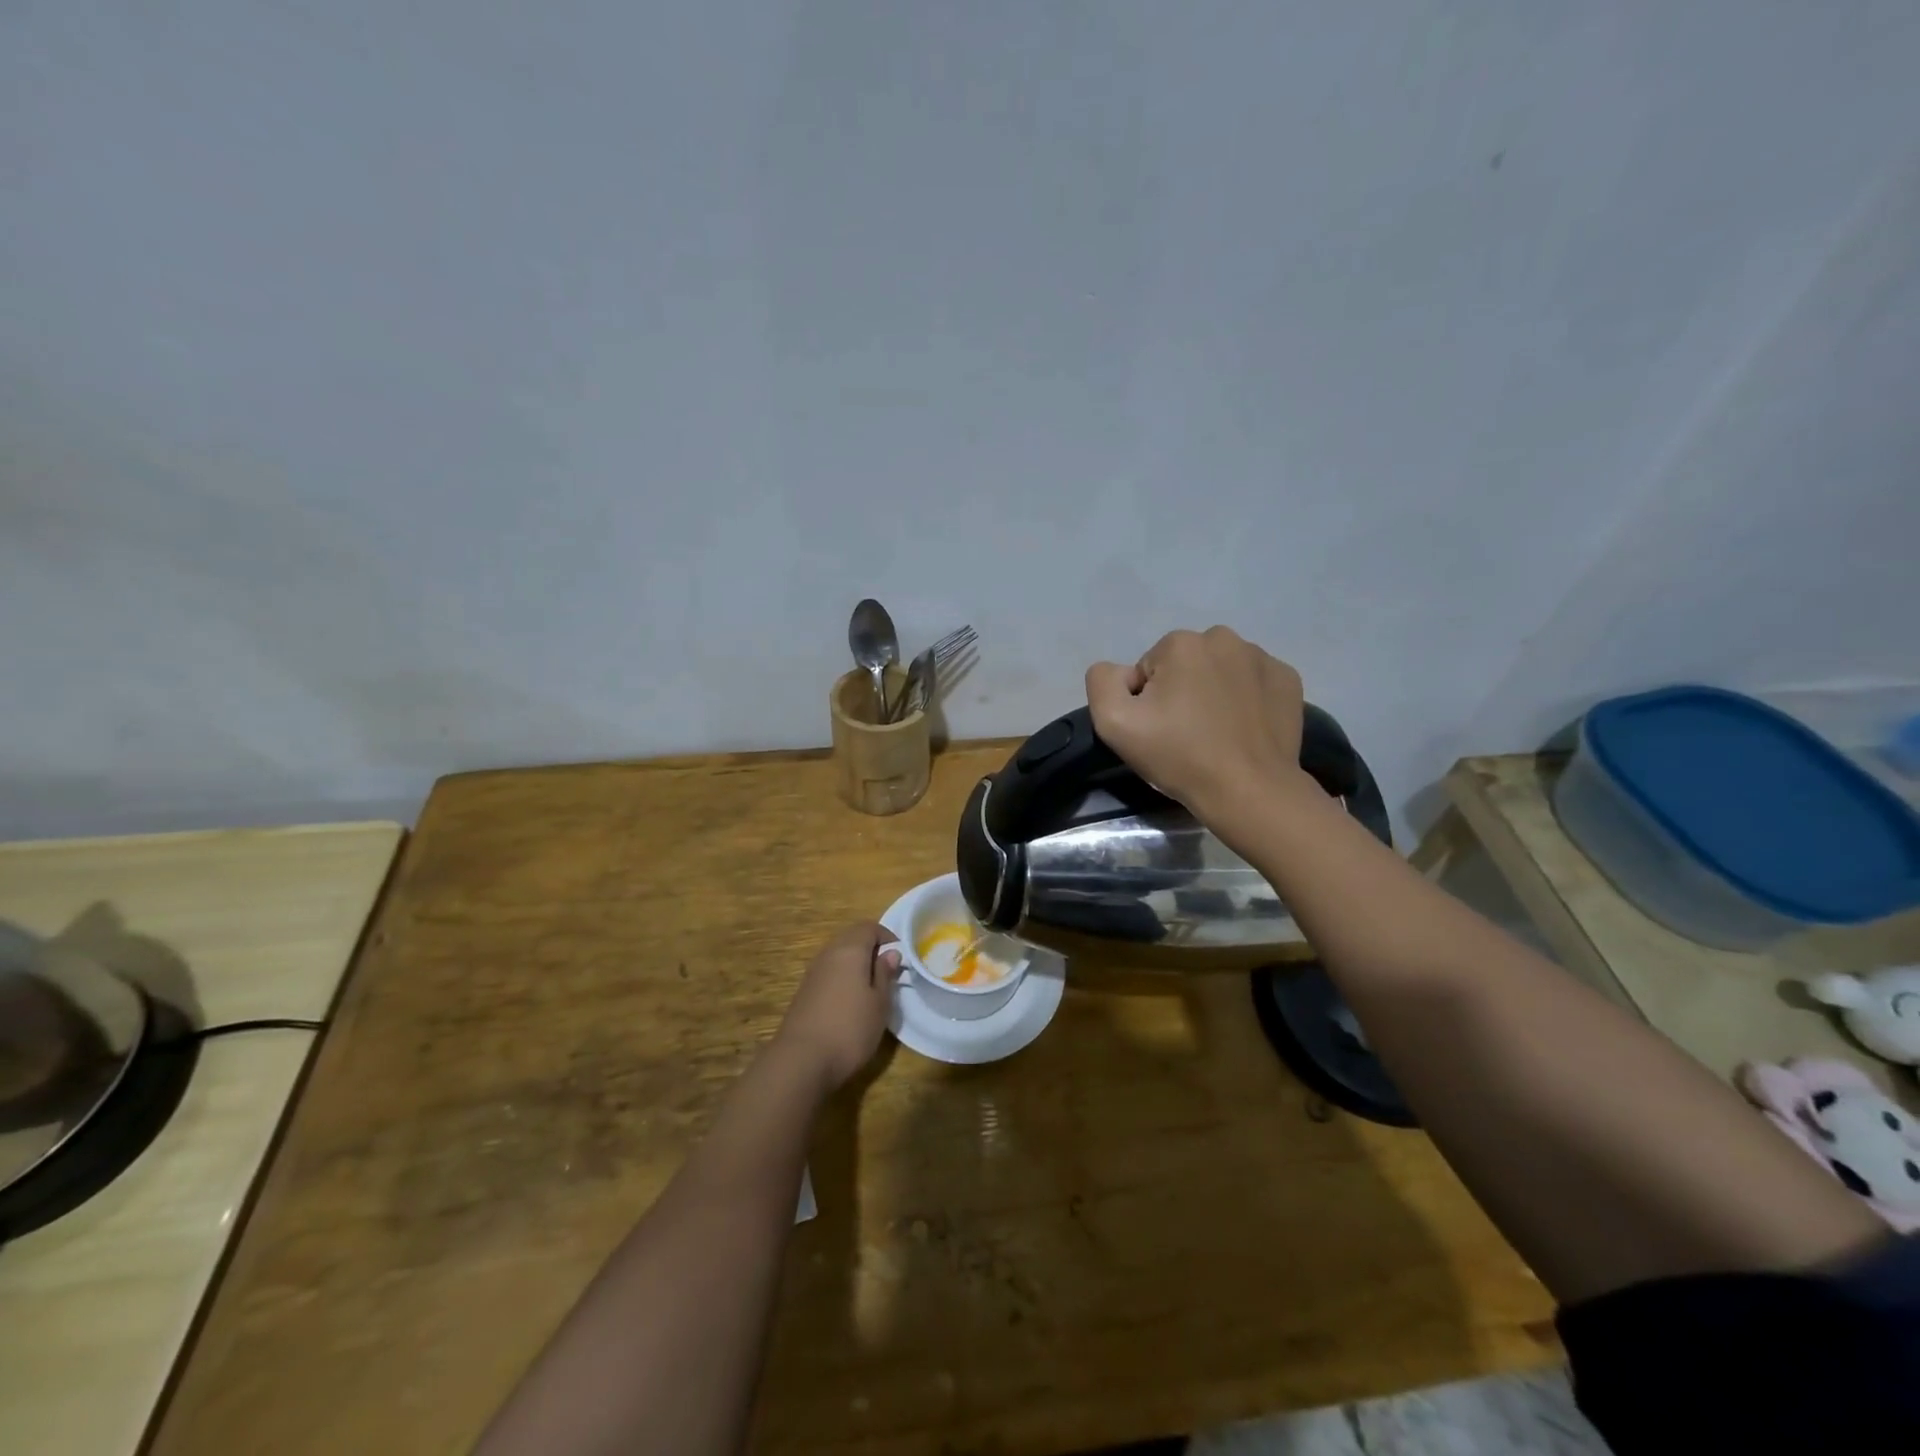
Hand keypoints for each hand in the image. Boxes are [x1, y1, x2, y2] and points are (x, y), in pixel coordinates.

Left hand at [772, 922, 900, 1091]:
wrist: (801, 1060)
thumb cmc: (850, 1028)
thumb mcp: (879, 1003)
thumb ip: (885, 974)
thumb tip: (890, 953)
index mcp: (849, 950)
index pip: (869, 927)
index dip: (887, 936)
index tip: (900, 957)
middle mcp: (828, 954)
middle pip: (851, 938)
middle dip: (871, 948)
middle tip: (888, 971)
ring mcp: (813, 973)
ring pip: (838, 955)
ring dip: (856, 964)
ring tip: (871, 988)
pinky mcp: (804, 992)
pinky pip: (828, 973)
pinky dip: (842, 978)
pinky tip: (850, 1001)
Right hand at [1086, 626, 1310, 819]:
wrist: (1249, 791)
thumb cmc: (1179, 756)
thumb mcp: (1114, 722)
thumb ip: (1102, 682)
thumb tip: (1121, 672)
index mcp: (1181, 643)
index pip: (1148, 668)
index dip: (1147, 701)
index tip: (1159, 730)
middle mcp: (1224, 638)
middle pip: (1185, 664)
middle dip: (1180, 691)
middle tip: (1185, 733)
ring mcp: (1262, 658)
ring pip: (1220, 671)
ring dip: (1213, 692)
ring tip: (1216, 733)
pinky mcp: (1288, 680)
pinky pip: (1253, 682)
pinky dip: (1246, 699)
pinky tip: (1243, 729)